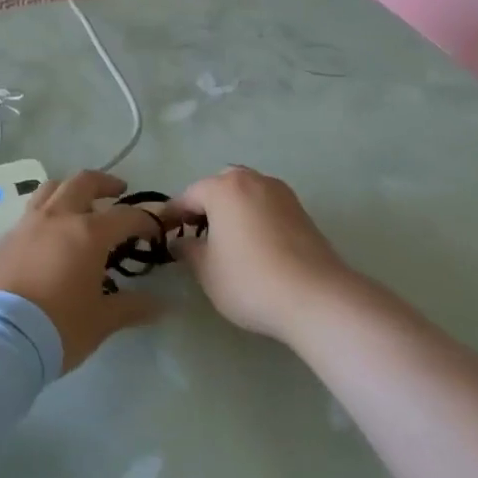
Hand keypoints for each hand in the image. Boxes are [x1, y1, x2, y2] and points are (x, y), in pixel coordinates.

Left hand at [0, 171, 170, 371]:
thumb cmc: (58, 327)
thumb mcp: (101, 321)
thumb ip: (131, 307)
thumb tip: (160, 304)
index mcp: (87, 233)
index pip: (126, 216)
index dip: (145, 220)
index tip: (154, 231)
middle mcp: (56, 219)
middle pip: (82, 183)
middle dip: (104, 183)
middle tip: (118, 192)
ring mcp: (25, 226)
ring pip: (50, 190)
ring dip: (69, 190)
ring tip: (79, 205)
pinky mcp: (2, 241)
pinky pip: (28, 215)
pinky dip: (45, 216)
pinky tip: (48, 239)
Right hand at [167, 167, 354, 342]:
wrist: (316, 297)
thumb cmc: (249, 280)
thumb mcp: (206, 270)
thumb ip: (188, 250)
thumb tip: (181, 242)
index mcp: (224, 188)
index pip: (188, 196)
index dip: (171, 215)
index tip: (161, 232)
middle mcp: (254, 180)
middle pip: (220, 187)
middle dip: (204, 206)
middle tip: (194, 233)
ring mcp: (282, 194)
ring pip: (246, 194)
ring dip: (231, 210)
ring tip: (223, 240)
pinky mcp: (302, 212)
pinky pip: (266, 207)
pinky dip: (253, 218)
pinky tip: (251, 245)